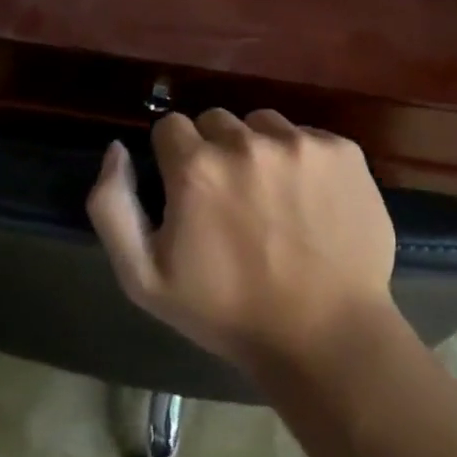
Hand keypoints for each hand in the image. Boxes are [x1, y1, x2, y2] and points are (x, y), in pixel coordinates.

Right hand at [86, 109, 395, 374]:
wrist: (325, 336)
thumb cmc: (227, 312)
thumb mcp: (143, 277)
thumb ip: (112, 205)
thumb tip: (117, 149)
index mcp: (197, 167)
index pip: (170, 127)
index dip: (174, 158)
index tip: (188, 192)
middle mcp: (248, 141)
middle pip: (216, 121)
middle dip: (214, 152)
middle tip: (230, 199)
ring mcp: (302, 144)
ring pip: (263, 124)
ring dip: (259, 150)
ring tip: (272, 197)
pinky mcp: (344, 151)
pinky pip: (309, 136)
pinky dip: (304, 159)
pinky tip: (310, 200)